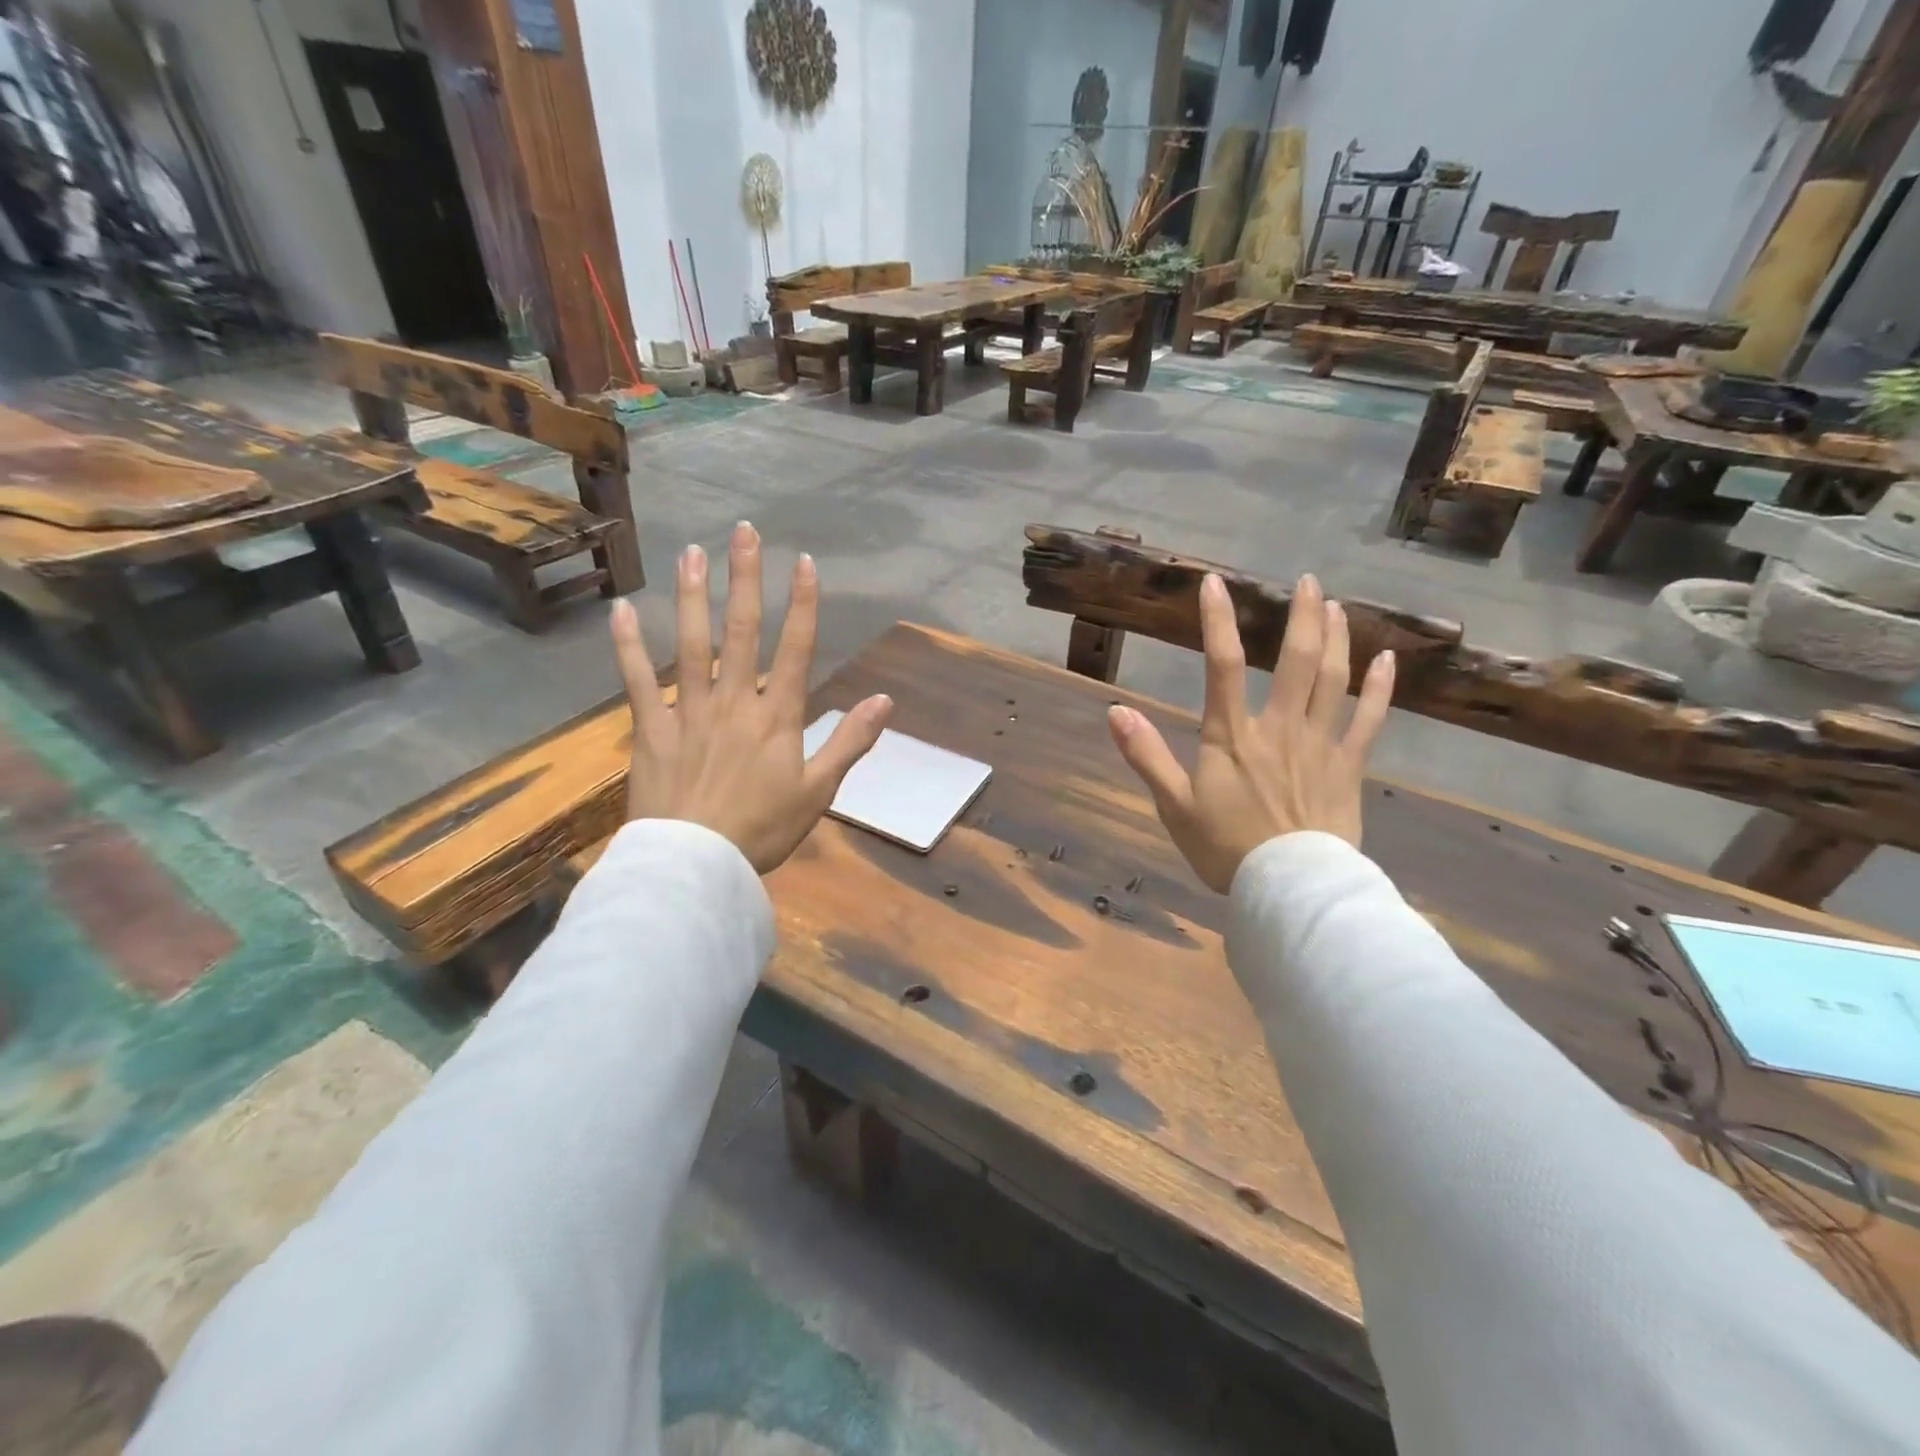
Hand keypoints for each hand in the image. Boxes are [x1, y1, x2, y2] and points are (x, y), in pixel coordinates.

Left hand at [609, 522, 891, 873]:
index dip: (802, 604)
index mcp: (778, 717)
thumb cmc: (763, 830)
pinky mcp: (651, 729)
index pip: (796, 649)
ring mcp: (690, 711)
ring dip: (693, 595)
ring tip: (691, 552)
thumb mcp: (819, 791)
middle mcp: (735, 701)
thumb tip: (884, 700)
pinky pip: (637, 682)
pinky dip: (629, 646)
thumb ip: (850, 742)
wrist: (698, 864)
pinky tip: (623, 611)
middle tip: (744, 532)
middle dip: (746, 579)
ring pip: (691, 644)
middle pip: (742, 631)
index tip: (803, 562)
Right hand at [1107, 573, 1394, 892]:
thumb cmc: (1226, 848)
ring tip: (1336, 607)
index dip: (1217, 622)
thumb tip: (1115, 711)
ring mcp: (1319, 745)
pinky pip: (1368, 720)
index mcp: (1232, 736)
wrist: (1289, 888)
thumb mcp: (1174, 805)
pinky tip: (1387, 660)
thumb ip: (1146, 755)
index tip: (1214, 584)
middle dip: (1301, 616)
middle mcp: (1279, 728)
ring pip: (1333, 680)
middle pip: (1295, 661)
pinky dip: (1379, 688)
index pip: (1222, 666)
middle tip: (1308, 581)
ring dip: (1337, 639)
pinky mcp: (1348, 767)